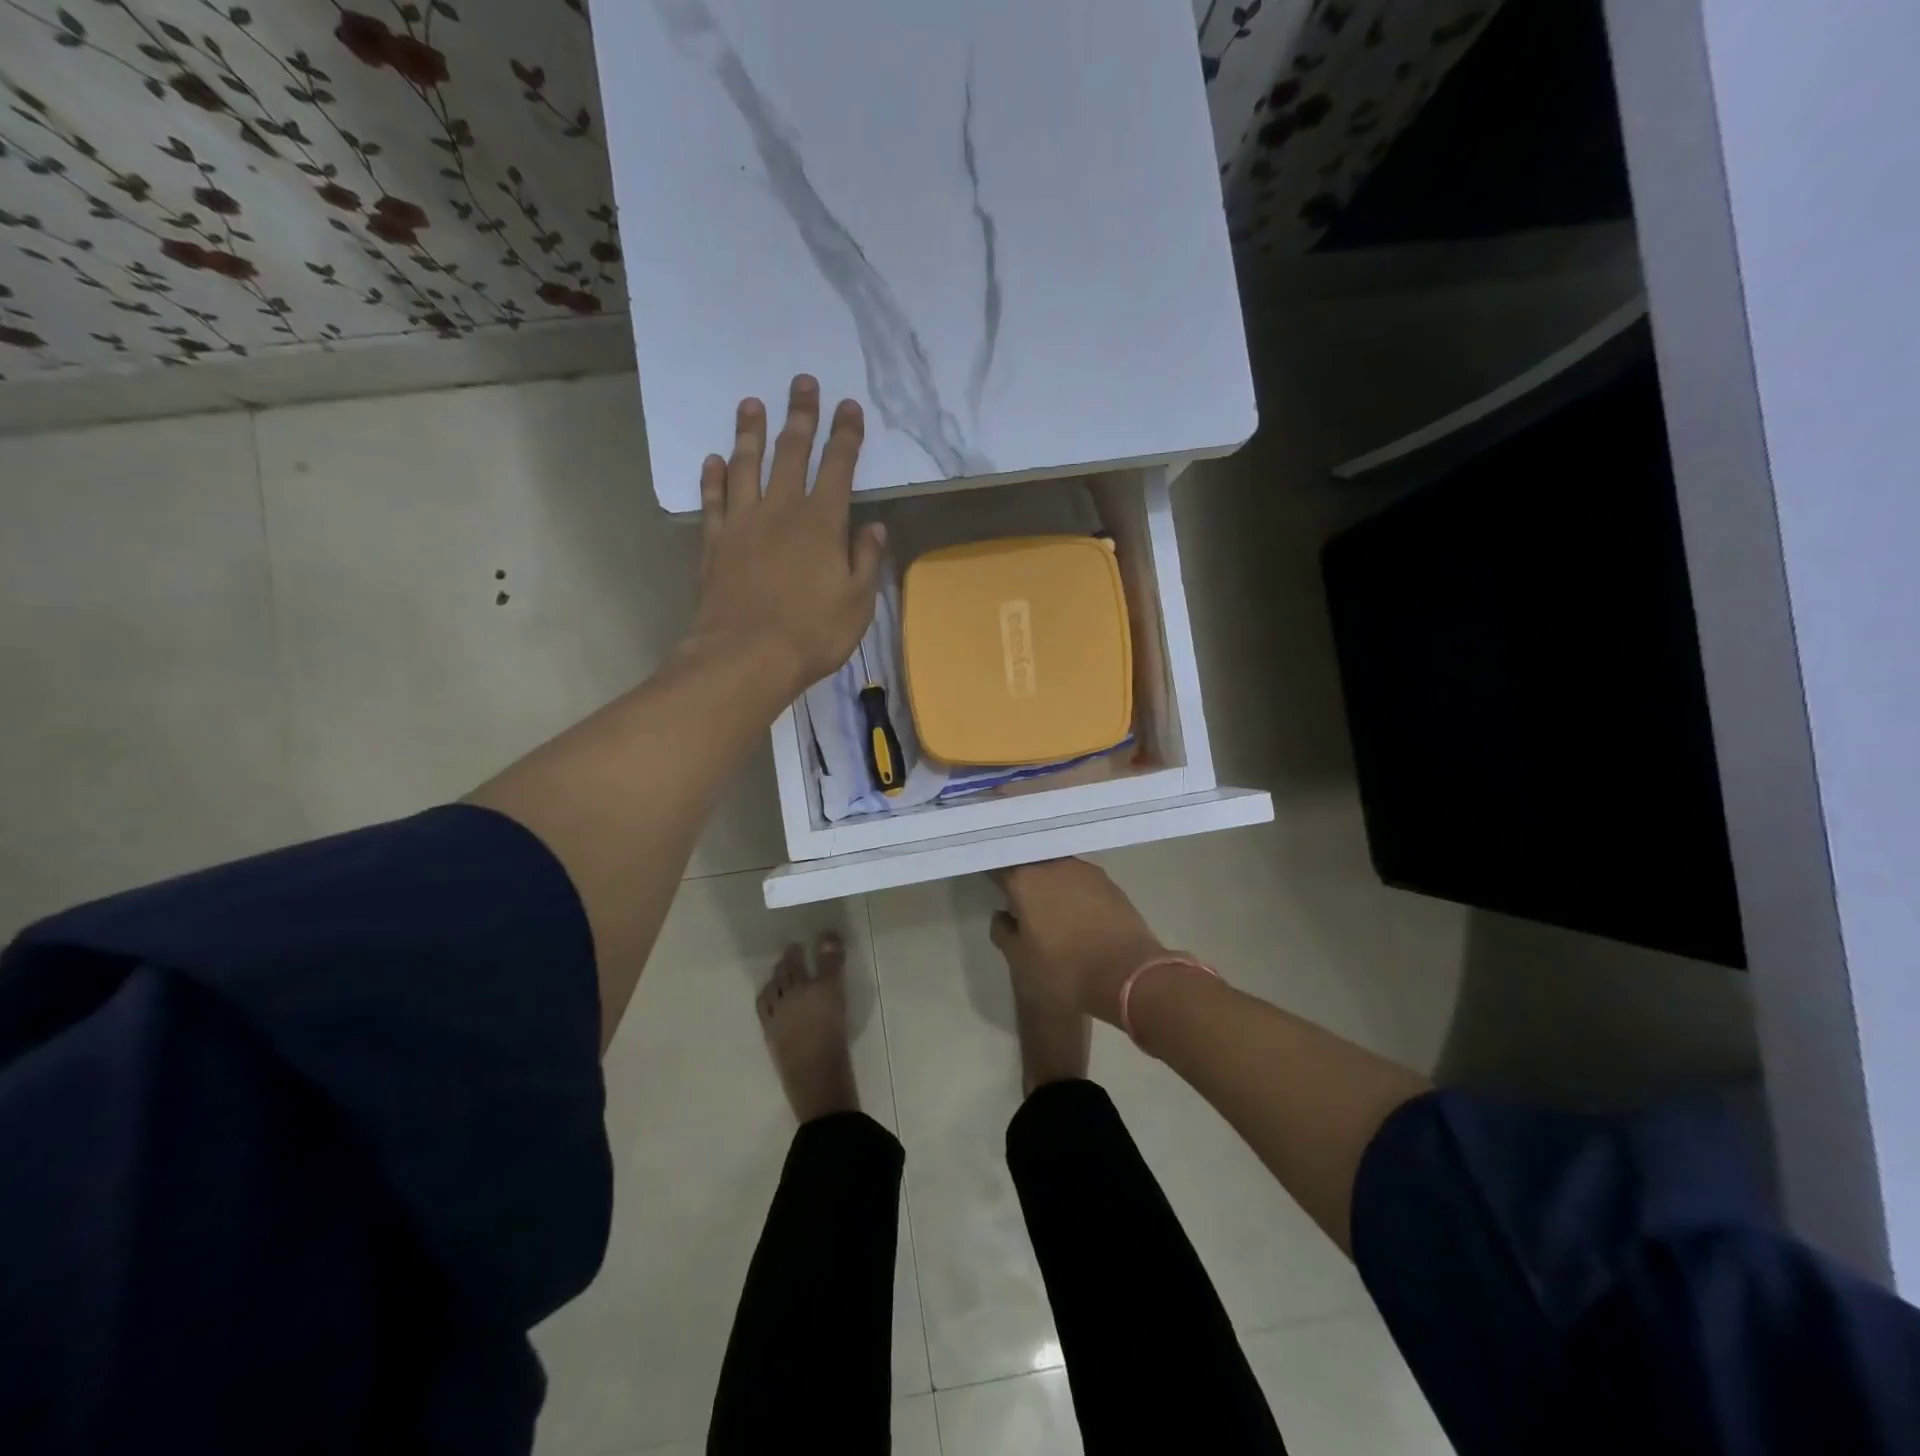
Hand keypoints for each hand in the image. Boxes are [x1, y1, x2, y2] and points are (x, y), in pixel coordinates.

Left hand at [687, 374, 886, 700]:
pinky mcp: (714, 544)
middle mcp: (781, 511)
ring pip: (746, 467)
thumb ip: (866, 560)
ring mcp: (742, 524)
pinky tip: (713, 460)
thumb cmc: (813, 633)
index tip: (849, 407)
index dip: (845, 436)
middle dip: (800, 416)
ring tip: (751, 403)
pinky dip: (712, 479)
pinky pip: (712, 502)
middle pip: (791, 453)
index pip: (838, 467)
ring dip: (750, 433)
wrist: (747, 656)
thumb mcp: (858, 602)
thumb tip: (875, 528)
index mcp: (822, 523)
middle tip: (802, 382)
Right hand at [990, 859, 1168, 1024]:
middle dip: (1024, 878)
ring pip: (1058, 870)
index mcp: (1025, 879)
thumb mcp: (1020, 961)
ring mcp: (1085, 871)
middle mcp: (1054, 865)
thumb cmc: (1065, 970)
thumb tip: (1004, 916)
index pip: (1000, 867)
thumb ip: (1004, 932)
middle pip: (1031, 864)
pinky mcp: (1110, 883)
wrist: (1128, 976)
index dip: (993, 876)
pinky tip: (1076, 912)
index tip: (992, 887)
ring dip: (1051, 884)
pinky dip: (1074, 891)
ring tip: (1049, 908)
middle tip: (1019, 900)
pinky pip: (1081, 881)